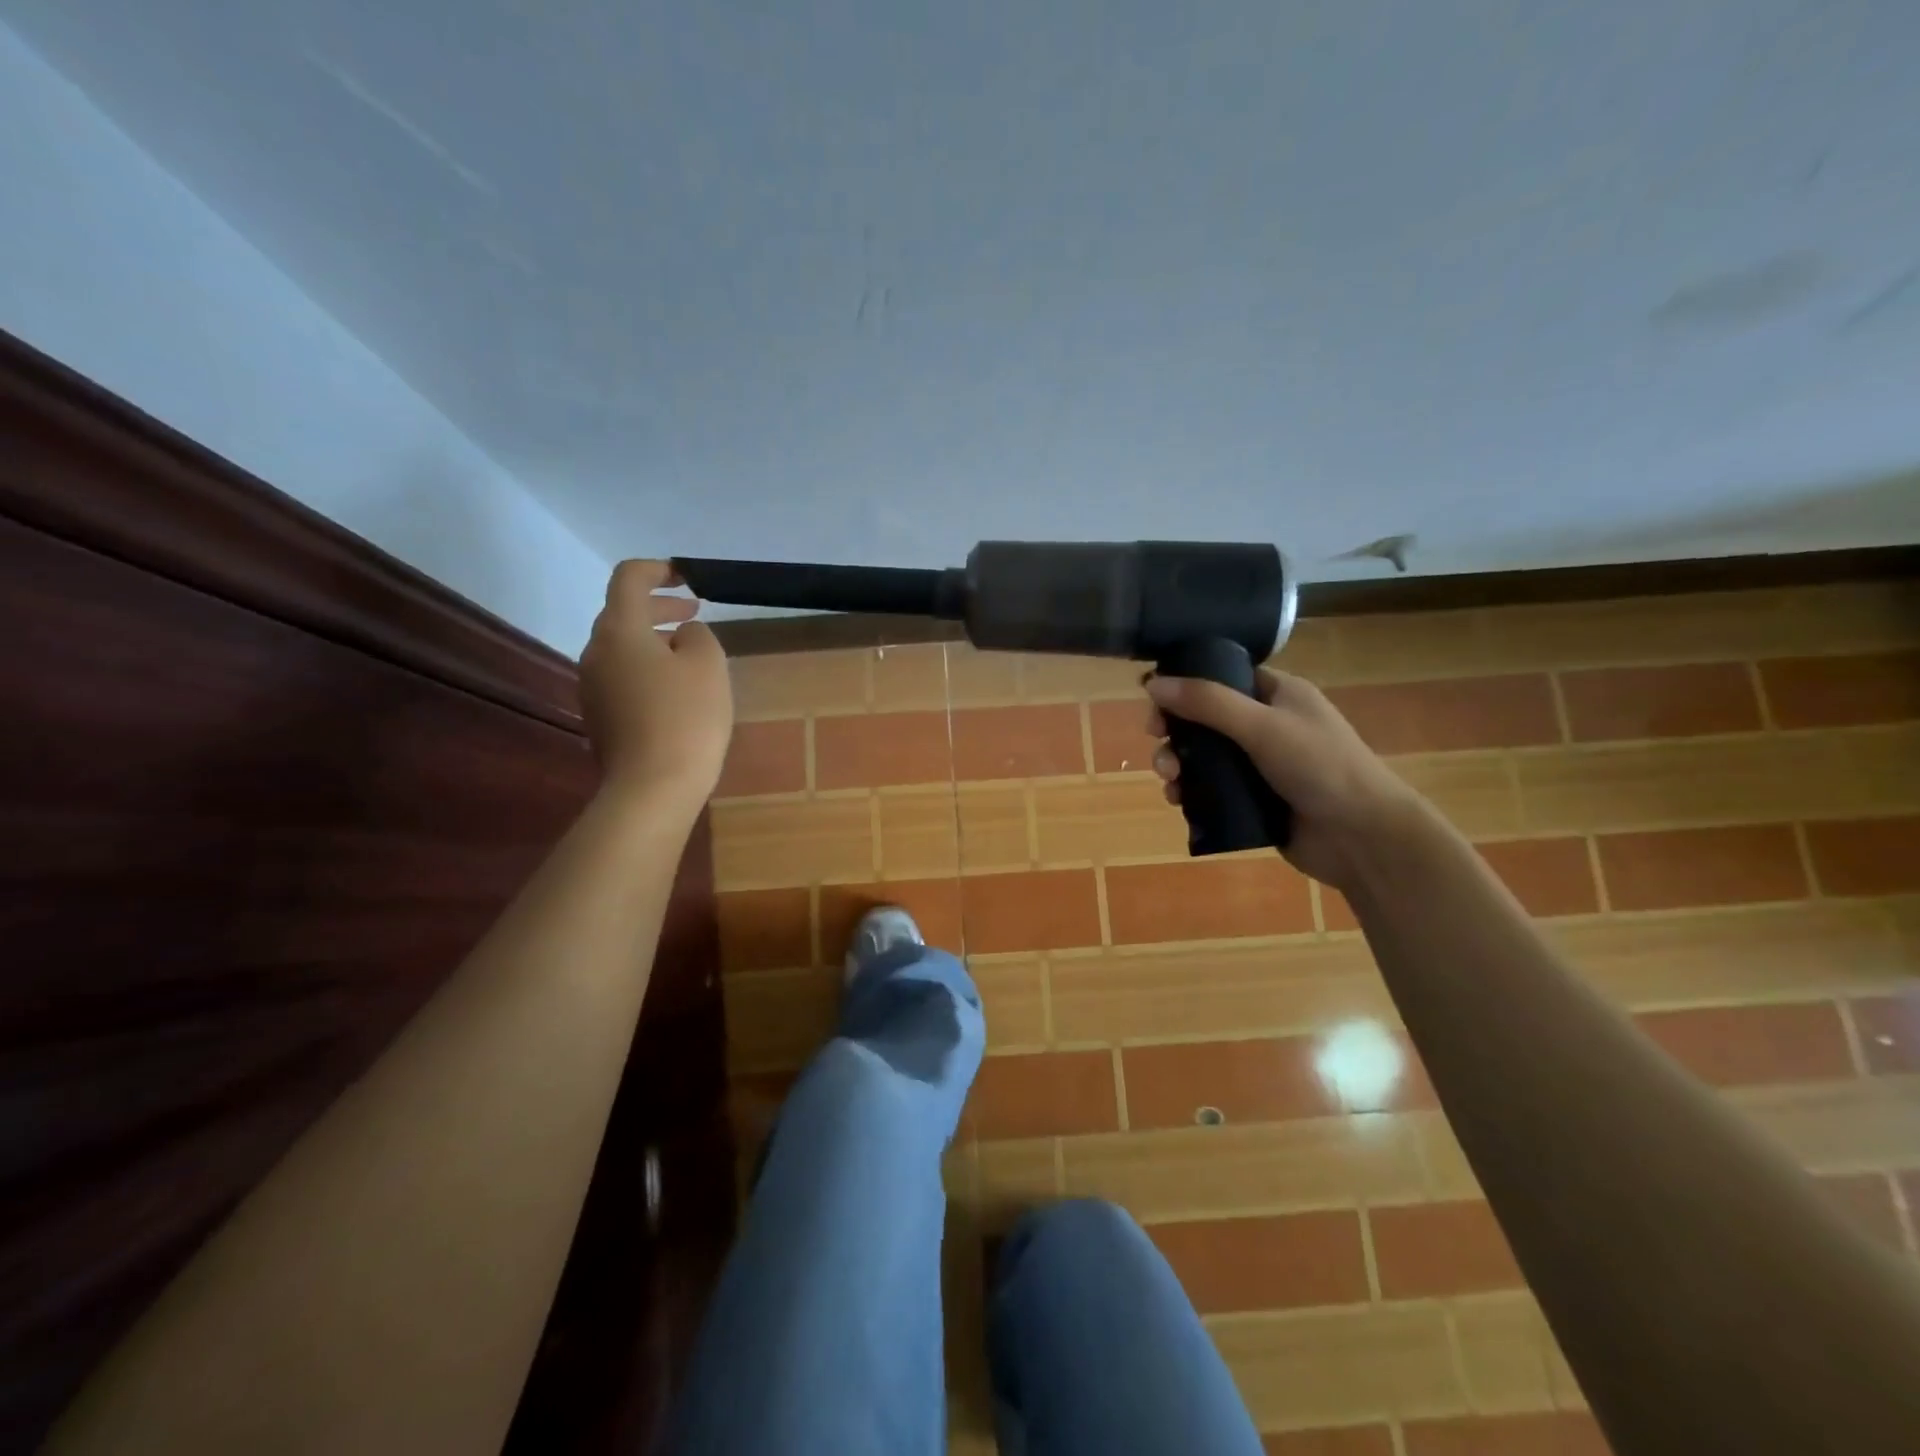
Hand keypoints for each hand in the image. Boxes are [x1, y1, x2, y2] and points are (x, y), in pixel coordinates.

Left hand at [580, 561, 732, 808]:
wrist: (653, 787)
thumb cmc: (686, 717)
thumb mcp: (708, 664)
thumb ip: (697, 635)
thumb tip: (681, 636)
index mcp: (619, 630)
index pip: (628, 578)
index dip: (657, 569)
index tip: (685, 577)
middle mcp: (595, 652)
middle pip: (622, 614)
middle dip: (659, 608)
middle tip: (694, 612)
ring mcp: (591, 687)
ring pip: (622, 648)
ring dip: (654, 641)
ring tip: (690, 655)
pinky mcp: (599, 716)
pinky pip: (622, 677)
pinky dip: (647, 670)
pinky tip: (676, 691)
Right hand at [1144, 669, 1422, 890]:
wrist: (1362, 837)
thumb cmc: (1320, 767)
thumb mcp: (1262, 726)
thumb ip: (1207, 702)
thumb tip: (1152, 682)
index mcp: (1278, 694)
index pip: (1222, 675)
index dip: (1186, 684)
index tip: (1156, 700)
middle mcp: (1267, 725)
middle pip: (1205, 718)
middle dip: (1175, 731)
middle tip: (1158, 742)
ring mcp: (1260, 765)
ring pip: (1203, 757)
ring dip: (1178, 764)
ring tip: (1169, 781)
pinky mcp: (1254, 800)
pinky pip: (1211, 789)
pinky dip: (1190, 792)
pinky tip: (1179, 801)